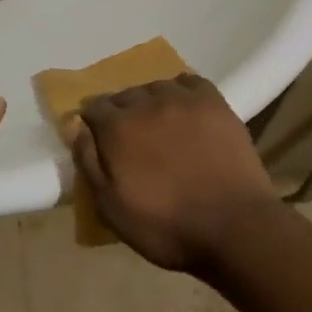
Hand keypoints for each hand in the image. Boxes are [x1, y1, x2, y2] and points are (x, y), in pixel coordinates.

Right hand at [73, 74, 280, 272]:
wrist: (235, 228)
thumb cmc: (166, 226)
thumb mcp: (111, 208)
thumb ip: (88, 163)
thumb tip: (76, 127)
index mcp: (117, 127)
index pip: (93, 108)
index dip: (93, 123)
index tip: (99, 140)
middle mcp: (146, 103)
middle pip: (124, 95)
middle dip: (121, 113)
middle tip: (132, 140)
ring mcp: (182, 99)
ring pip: (156, 87)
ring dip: (151, 102)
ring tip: (160, 125)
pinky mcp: (214, 103)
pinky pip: (189, 82)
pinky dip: (182, 92)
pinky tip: (186, 111)